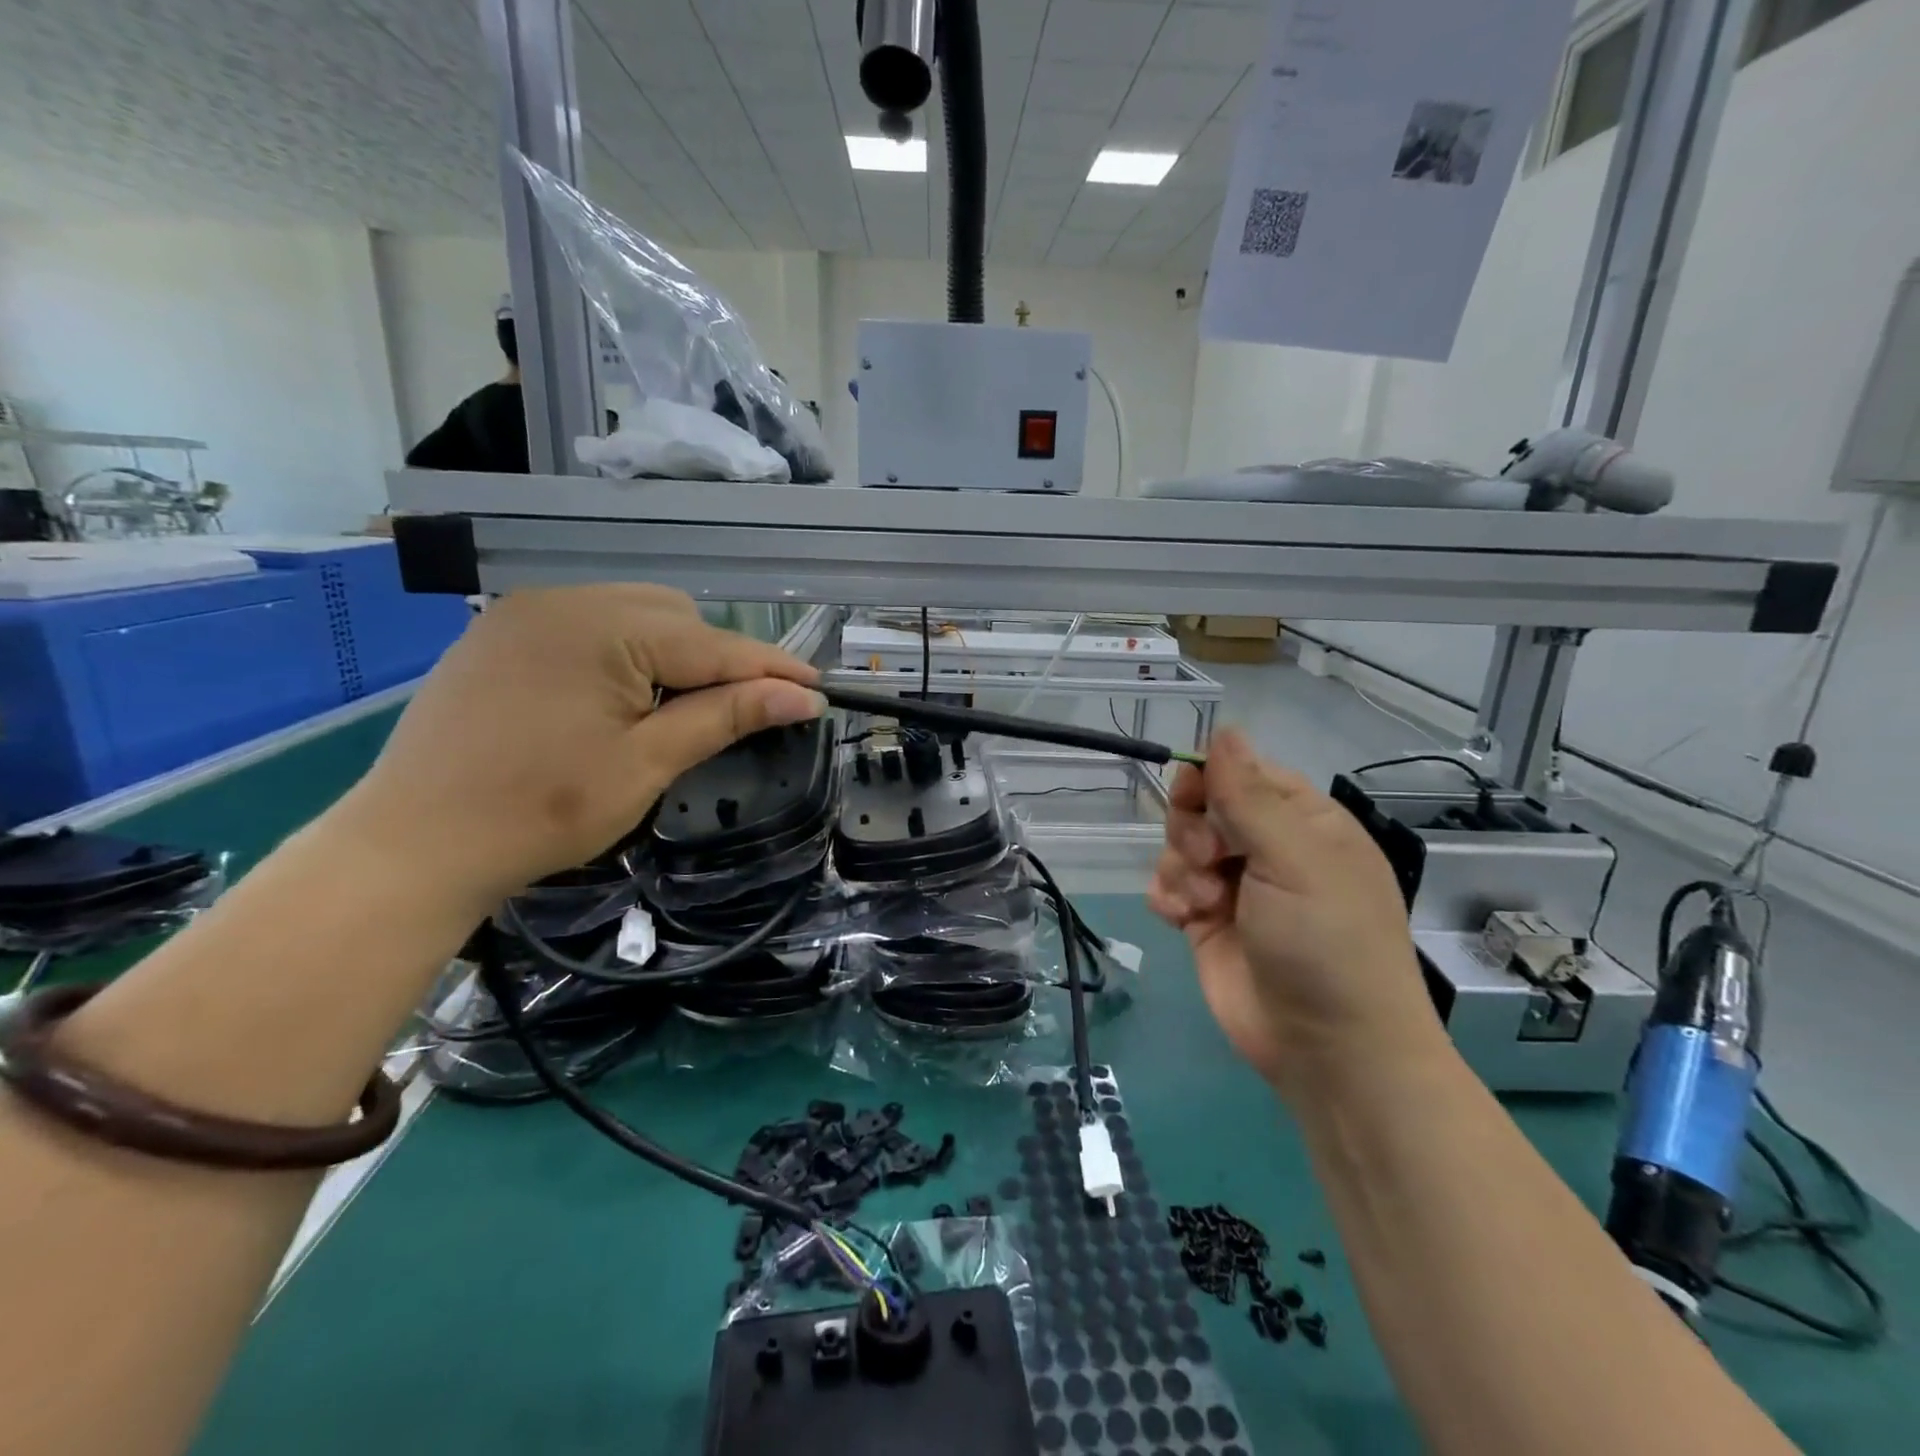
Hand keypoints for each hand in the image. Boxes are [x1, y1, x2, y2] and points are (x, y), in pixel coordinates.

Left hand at [336, 585, 822, 904]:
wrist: (412, 847)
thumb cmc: (540, 812)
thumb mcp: (646, 764)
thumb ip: (726, 716)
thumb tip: (803, 697)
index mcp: (600, 627)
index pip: (712, 644)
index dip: (771, 669)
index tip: (819, 689)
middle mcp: (563, 599)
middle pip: (676, 618)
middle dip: (719, 660)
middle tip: (746, 710)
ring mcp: (526, 613)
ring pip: (634, 616)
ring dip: (674, 654)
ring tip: (686, 706)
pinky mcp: (503, 635)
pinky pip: (590, 626)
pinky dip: (627, 653)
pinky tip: (626, 695)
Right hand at [1148, 730, 1444, 1098]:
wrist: (1330, 1051)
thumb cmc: (1327, 943)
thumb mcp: (1294, 860)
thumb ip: (1249, 795)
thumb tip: (1224, 728)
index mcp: (1303, 823)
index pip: (1243, 774)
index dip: (1210, 778)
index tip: (1189, 792)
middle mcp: (1267, 850)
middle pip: (1203, 808)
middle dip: (1193, 829)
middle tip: (1210, 860)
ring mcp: (1235, 889)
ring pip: (1179, 847)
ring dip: (1180, 868)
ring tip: (1204, 903)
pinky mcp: (1207, 925)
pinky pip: (1169, 888)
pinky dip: (1168, 896)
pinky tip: (1180, 917)